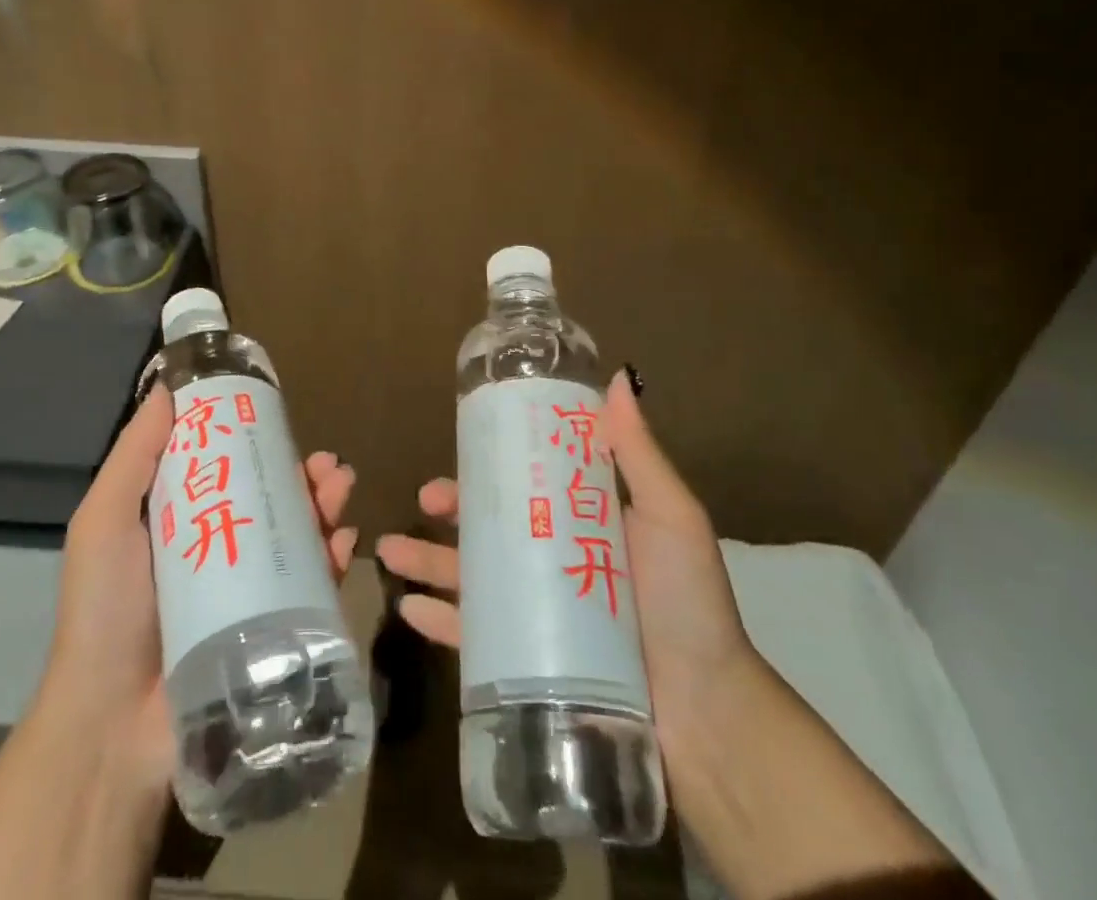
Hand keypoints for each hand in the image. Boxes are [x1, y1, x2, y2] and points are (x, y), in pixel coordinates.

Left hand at [38, 382, 361, 796]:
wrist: (112, 727)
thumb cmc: (105, 611)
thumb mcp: (105, 520)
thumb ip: (135, 454)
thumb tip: (166, 386)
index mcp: (179, 520)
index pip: (226, 467)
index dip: (256, 440)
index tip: (280, 418)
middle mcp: (216, 548)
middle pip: (269, 499)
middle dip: (302, 475)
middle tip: (327, 463)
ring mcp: (246, 592)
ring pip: (296, 535)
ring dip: (324, 506)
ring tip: (341, 486)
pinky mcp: (269, 630)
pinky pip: (311, 586)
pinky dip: (333, 558)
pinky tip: (345, 540)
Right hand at [374, 368, 757, 757]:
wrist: (709, 718)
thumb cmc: (688, 605)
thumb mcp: (670, 517)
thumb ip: (639, 453)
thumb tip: (617, 377)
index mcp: (586, 524)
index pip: (531, 483)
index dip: (496, 464)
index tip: (465, 444)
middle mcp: (558, 563)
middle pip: (493, 528)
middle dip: (453, 510)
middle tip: (424, 498)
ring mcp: (540, 616)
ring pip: (473, 579)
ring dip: (428, 562)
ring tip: (388, 551)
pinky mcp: (530, 666)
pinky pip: (474, 639)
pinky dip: (440, 623)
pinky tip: (409, 609)